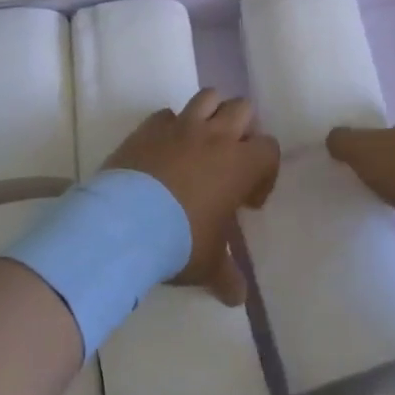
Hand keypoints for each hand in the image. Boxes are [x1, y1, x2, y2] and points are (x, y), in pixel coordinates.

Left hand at [106, 90, 278, 305]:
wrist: (125, 222)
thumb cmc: (179, 240)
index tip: (248, 200)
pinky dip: (170, 126)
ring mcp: (180, 126)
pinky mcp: (149, 126)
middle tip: (229, 160)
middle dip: (242, 129)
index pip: (269, 148)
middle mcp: (215, 136)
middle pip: (242, 108)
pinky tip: (163, 149)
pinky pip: (167, 114)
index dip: (265, 171)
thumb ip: (226, 275)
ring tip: (202, 142)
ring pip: (208, 97)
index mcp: (239, 164)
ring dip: (211, 113)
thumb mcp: (207, 264)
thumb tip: (237, 298)